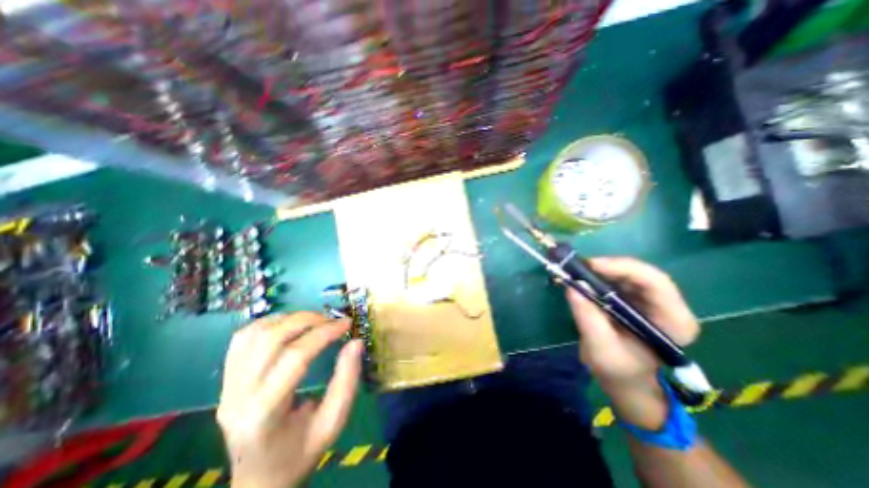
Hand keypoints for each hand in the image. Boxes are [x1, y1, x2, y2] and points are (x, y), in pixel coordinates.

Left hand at [219, 313, 363, 487]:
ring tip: (313, 321)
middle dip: (307, 320)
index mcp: (265, 414)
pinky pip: (242, 339)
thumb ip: (346, 381)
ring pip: (253, 334)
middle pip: (271, 339)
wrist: (257, 480)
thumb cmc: (299, 454)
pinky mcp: (225, 380)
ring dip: (288, 318)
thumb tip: (355, 342)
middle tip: (331, 320)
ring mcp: (226, 387)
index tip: (346, 324)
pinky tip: (289, 325)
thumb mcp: (332, 423)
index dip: (324, 334)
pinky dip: (269, 323)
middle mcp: (238, 397)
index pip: (295, 357)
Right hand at [571, 257, 696, 428]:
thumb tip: (572, 287)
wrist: (625, 379)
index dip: (623, 268)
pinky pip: (617, 278)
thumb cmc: (619, 371)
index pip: (655, 282)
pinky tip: (582, 279)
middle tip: (578, 267)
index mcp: (673, 321)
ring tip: (576, 273)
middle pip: (640, 273)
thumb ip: (588, 319)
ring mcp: (651, 300)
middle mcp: (668, 305)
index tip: (591, 266)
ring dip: (600, 270)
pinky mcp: (635, 298)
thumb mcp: (601, 349)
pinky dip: (598, 275)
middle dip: (608, 267)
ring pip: (627, 272)